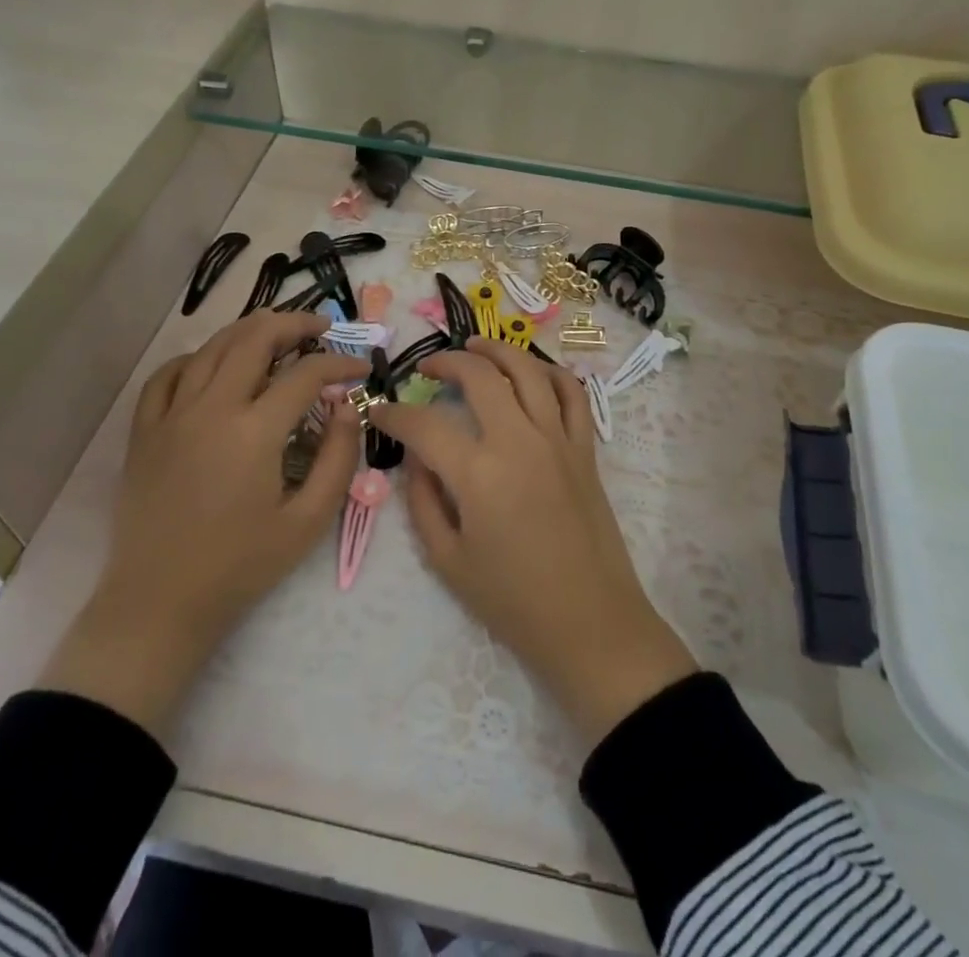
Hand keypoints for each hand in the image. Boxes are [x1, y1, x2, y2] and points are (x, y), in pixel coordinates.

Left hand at [40, 312, 366, 729]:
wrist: (159, 603)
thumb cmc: (241, 566)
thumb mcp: (308, 521)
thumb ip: (338, 459)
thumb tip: (348, 408)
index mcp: (254, 431)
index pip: (306, 374)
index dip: (340, 363)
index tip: (361, 368)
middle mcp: (211, 409)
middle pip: (254, 339)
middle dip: (295, 324)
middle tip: (322, 328)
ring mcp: (171, 416)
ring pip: (212, 347)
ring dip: (249, 330)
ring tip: (277, 333)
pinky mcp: (145, 431)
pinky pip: (167, 376)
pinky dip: (195, 358)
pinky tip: (213, 365)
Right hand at [371, 339, 696, 745]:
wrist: (588, 620)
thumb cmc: (512, 600)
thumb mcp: (448, 560)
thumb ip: (423, 501)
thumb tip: (416, 458)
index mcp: (479, 473)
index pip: (425, 426)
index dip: (395, 414)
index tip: (380, 412)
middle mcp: (519, 441)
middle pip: (480, 376)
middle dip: (446, 363)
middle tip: (427, 369)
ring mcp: (558, 439)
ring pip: (528, 370)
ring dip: (498, 350)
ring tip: (475, 347)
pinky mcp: (584, 448)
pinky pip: (572, 394)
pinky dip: (551, 372)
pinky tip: (532, 372)